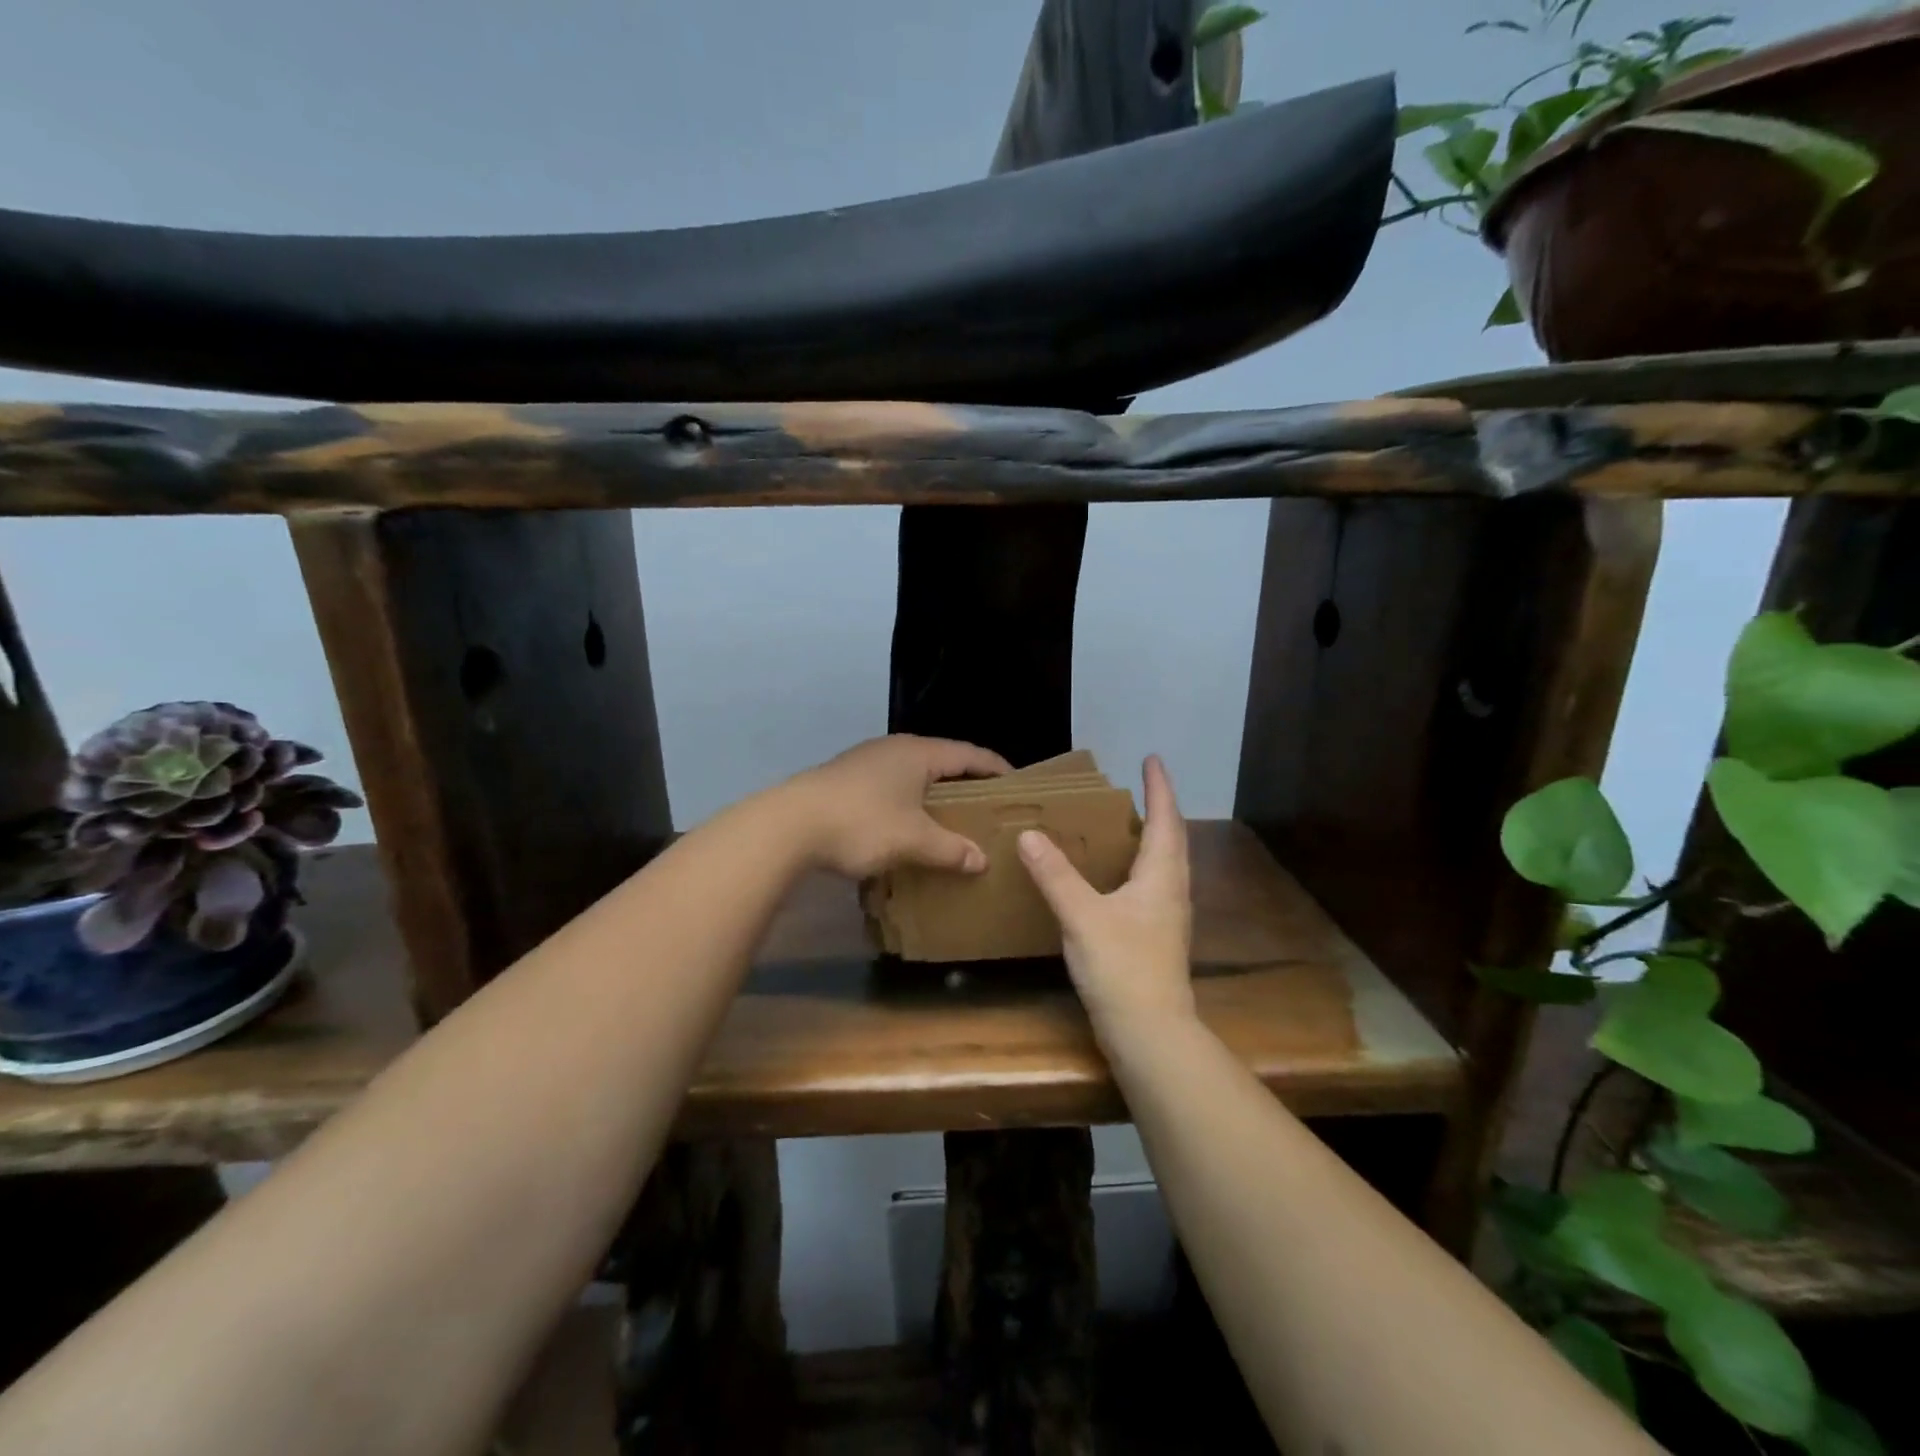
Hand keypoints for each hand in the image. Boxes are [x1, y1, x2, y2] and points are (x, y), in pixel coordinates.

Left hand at [784, 735, 1012, 879]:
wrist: (788, 826)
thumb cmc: (862, 823)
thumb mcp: (913, 840)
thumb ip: (951, 849)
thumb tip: (981, 860)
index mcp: (918, 753)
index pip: (969, 754)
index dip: (995, 767)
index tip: (1017, 783)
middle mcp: (894, 749)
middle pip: (941, 760)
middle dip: (965, 782)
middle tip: (987, 805)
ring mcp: (866, 762)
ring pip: (912, 774)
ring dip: (933, 794)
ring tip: (950, 818)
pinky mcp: (845, 780)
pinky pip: (890, 786)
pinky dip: (908, 802)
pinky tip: (906, 826)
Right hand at [1017, 755, 1194, 1041]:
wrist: (1150, 1034)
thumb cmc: (1123, 968)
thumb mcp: (1083, 917)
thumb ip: (1056, 875)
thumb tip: (1030, 835)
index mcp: (1162, 877)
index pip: (1165, 820)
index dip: (1160, 788)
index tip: (1153, 759)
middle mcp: (1172, 892)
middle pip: (1171, 840)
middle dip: (1158, 810)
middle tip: (1137, 788)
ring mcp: (1167, 918)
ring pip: (1163, 865)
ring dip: (1150, 839)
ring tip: (1124, 825)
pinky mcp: (1156, 940)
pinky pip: (1151, 887)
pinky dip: (1137, 868)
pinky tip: (1114, 879)